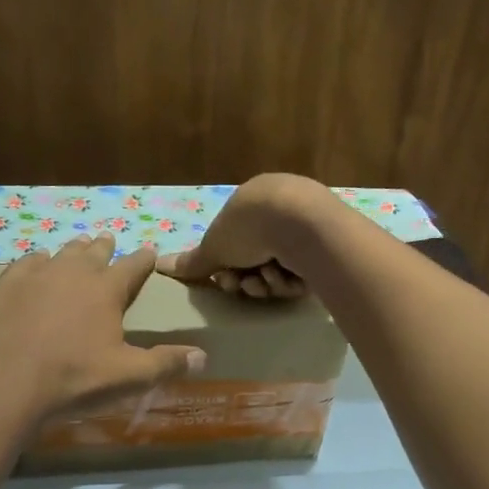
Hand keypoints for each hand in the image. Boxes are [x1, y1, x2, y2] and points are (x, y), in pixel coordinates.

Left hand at [0, 235, 204, 418]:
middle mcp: (74, 272)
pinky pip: (26, 263)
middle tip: (108, 241)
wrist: (7, 381)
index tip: (150, 251)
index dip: (144, 259)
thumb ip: (166, 364)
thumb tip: (203, 357)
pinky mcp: (7, 286)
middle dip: (105, 247)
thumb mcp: (129, 376)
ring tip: (79, 246)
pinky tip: (37, 262)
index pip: (133, 267)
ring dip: (73, 250)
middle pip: (94, 252)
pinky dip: (37, 260)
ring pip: (62, 253)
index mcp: (107, 290)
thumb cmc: (75, 378)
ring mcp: (37, 275)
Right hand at [156, 173, 332, 298]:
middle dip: (245, 279)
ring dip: (267, 283)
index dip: (226, 268)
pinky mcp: (328, 248)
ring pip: (279, 271)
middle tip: (242, 285)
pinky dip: (290, 282)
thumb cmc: (250, 228)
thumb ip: (192, 261)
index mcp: (253, 204)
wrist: (300, 224)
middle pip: (256, 261)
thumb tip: (160, 264)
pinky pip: (302, 276)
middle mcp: (281, 213)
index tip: (223, 279)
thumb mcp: (214, 246)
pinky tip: (288, 279)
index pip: (235, 245)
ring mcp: (307, 229)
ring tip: (266, 280)